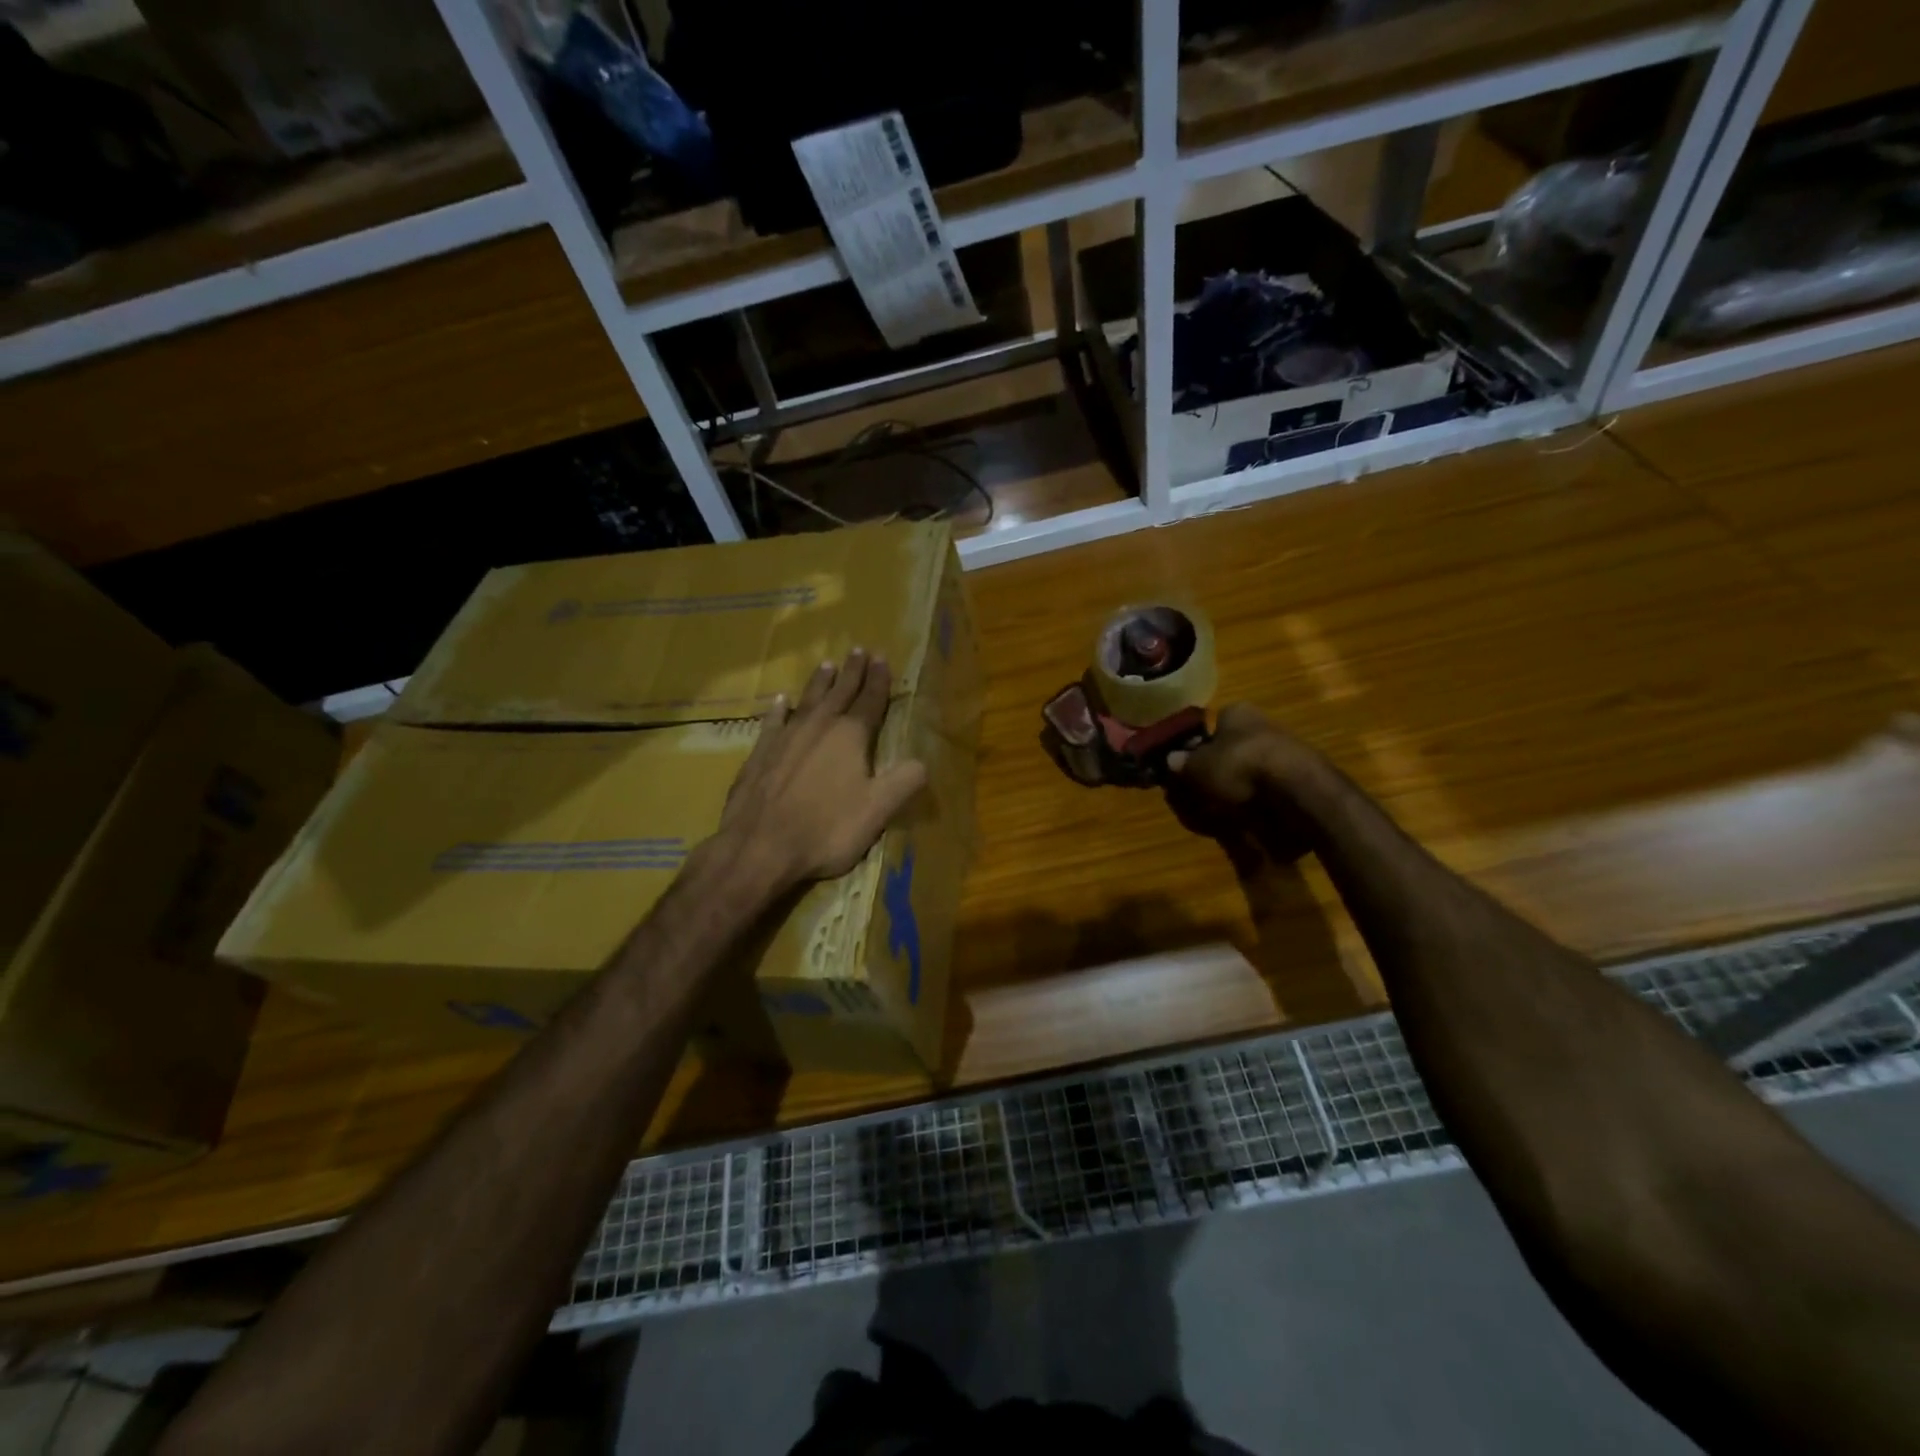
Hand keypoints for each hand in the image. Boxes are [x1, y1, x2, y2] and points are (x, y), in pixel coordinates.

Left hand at [718, 649, 926, 891]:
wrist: (760, 847)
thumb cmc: (826, 829)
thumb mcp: (878, 811)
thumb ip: (904, 782)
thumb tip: (923, 761)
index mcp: (851, 737)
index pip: (870, 701)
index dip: (879, 681)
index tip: (882, 658)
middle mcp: (819, 727)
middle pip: (839, 692)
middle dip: (852, 672)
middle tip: (859, 650)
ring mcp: (786, 737)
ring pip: (808, 700)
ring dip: (820, 682)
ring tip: (827, 665)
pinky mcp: (760, 753)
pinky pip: (773, 721)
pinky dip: (779, 709)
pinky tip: (781, 701)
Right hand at [1168, 703, 1296, 806]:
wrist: (1297, 791)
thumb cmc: (1238, 766)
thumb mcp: (1197, 767)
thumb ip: (1182, 764)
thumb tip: (1171, 759)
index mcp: (1237, 712)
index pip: (1213, 724)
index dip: (1198, 746)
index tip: (1189, 768)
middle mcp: (1263, 724)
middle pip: (1232, 748)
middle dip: (1218, 770)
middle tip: (1202, 793)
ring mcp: (1286, 750)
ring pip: (1252, 770)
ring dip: (1238, 788)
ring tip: (1223, 812)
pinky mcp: (1303, 778)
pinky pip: (1271, 790)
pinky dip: (1259, 803)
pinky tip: (1249, 818)